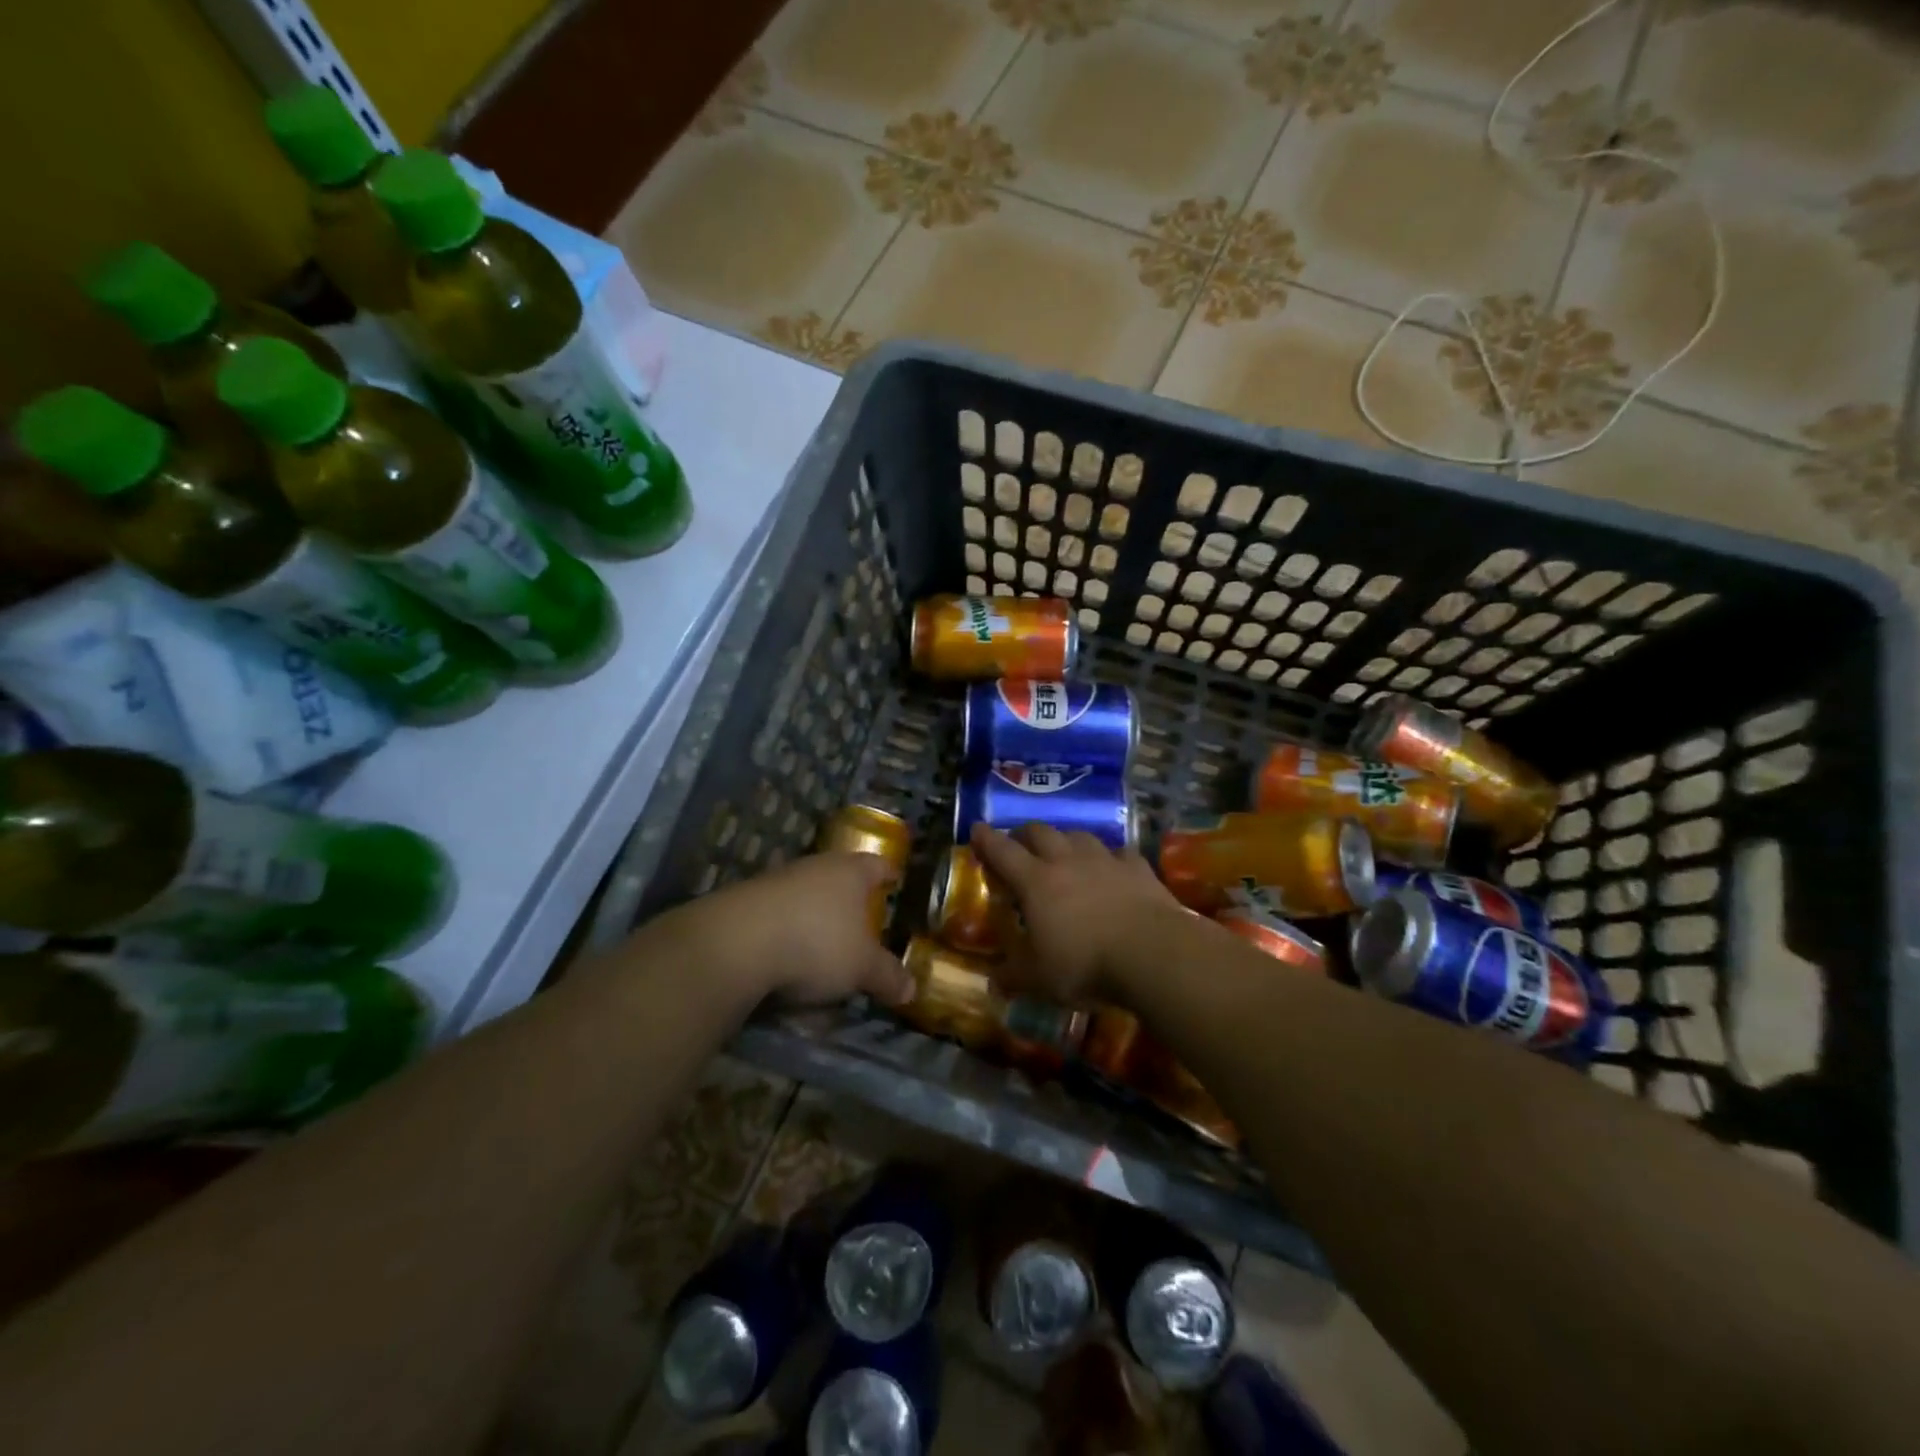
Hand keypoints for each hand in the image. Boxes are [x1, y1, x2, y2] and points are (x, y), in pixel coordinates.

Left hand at [655, 853, 913, 1007]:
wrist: (735, 942)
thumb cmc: (816, 943)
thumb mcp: (862, 968)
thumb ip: (888, 976)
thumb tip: (912, 990)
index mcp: (850, 872)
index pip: (877, 865)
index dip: (889, 873)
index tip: (895, 880)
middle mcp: (815, 867)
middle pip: (839, 875)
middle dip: (850, 895)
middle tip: (863, 916)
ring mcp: (777, 880)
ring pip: (805, 892)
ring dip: (814, 911)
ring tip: (824, 939)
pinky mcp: (745, 900)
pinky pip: (777, 912)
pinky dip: (786, 928)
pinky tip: (785, 952)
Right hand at [969, 822, 1190, 1003]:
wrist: (1151, 952)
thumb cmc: (1085, 964)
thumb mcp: (1039, 979)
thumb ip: (1013, 976)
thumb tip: (993, 982)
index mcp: (1035, 882)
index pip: (1002, 851)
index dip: (986, 839)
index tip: (976, 828)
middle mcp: (1067, 860)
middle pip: (1040, 832)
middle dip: (1025, 834)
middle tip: (1019, 844)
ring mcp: (1104, 860)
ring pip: (1078, 835)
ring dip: (1066, 840)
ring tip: (1064, 852)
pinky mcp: (1137, 867)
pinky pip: (1119, 852)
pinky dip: (1110, 857)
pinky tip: (1112, 867)